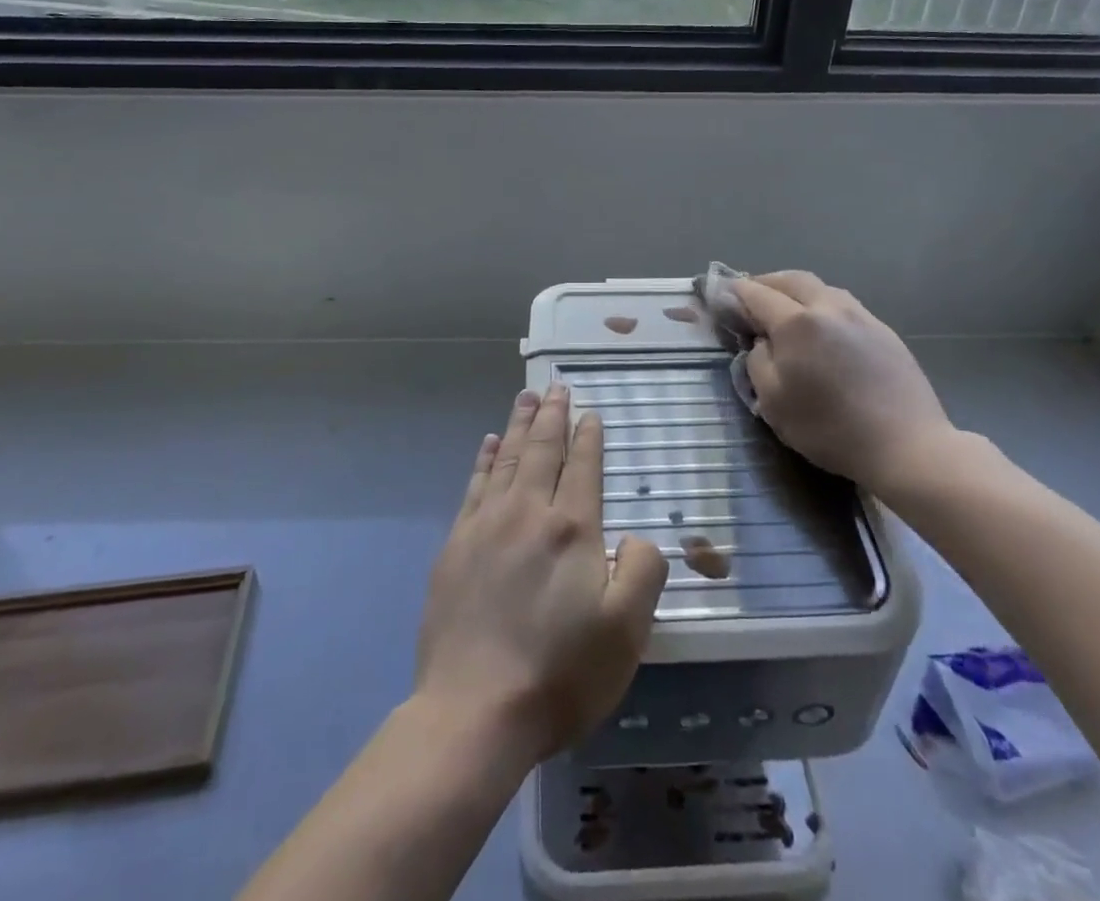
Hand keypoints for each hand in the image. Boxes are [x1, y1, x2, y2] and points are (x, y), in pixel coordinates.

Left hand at [414, 385, 668, 765]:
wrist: (473, 712)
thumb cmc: (560, 674)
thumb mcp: (627, 632)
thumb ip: (643, 571)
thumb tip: (634, 536)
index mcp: (572, 529)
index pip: (583, 467)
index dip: (588, 437)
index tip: (589, 412)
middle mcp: (527, 513)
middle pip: (541, 450)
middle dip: (551, 415)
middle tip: (555, 387)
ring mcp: (485, 526)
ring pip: (506, 459)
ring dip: (518, 425)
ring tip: (526, 398)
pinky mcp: (455, 546)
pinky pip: (474, 486)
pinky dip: (484, 459)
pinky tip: (488, 444)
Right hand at [737, 271, 958, 492]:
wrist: (907, 445)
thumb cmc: (830, 429)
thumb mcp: (773, 403)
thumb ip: (757, 362)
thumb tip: (761, 342)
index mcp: (797, 323)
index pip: (756, 294)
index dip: (734, 292)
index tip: (719, 294)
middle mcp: (828, 307)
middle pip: (790, 279)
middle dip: (765, 283)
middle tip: (749, 297)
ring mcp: (860, 315)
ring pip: (820, 287)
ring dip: (795, 290)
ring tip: (784, 309)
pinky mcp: (883, 330)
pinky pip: (842, 304)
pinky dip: (820, 305)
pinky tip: (820, 327)